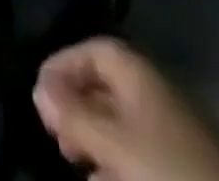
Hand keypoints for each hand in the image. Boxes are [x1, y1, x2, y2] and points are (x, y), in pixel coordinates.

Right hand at [34, 39, 218, 180]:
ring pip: (118, 124)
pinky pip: (136, 153)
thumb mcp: (115, 143)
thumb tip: (39, 88)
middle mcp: (152, 92)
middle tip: (54, 135)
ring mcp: (169, 130)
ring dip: (92, 140)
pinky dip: (115, 163)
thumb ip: (74, 115)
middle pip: (104, 86)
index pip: (93, 50)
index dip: (63, 65)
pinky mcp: (179, 165)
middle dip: (76, 107)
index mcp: (137, 73)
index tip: (41, 94)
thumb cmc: (169, 170)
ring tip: (74, 164)